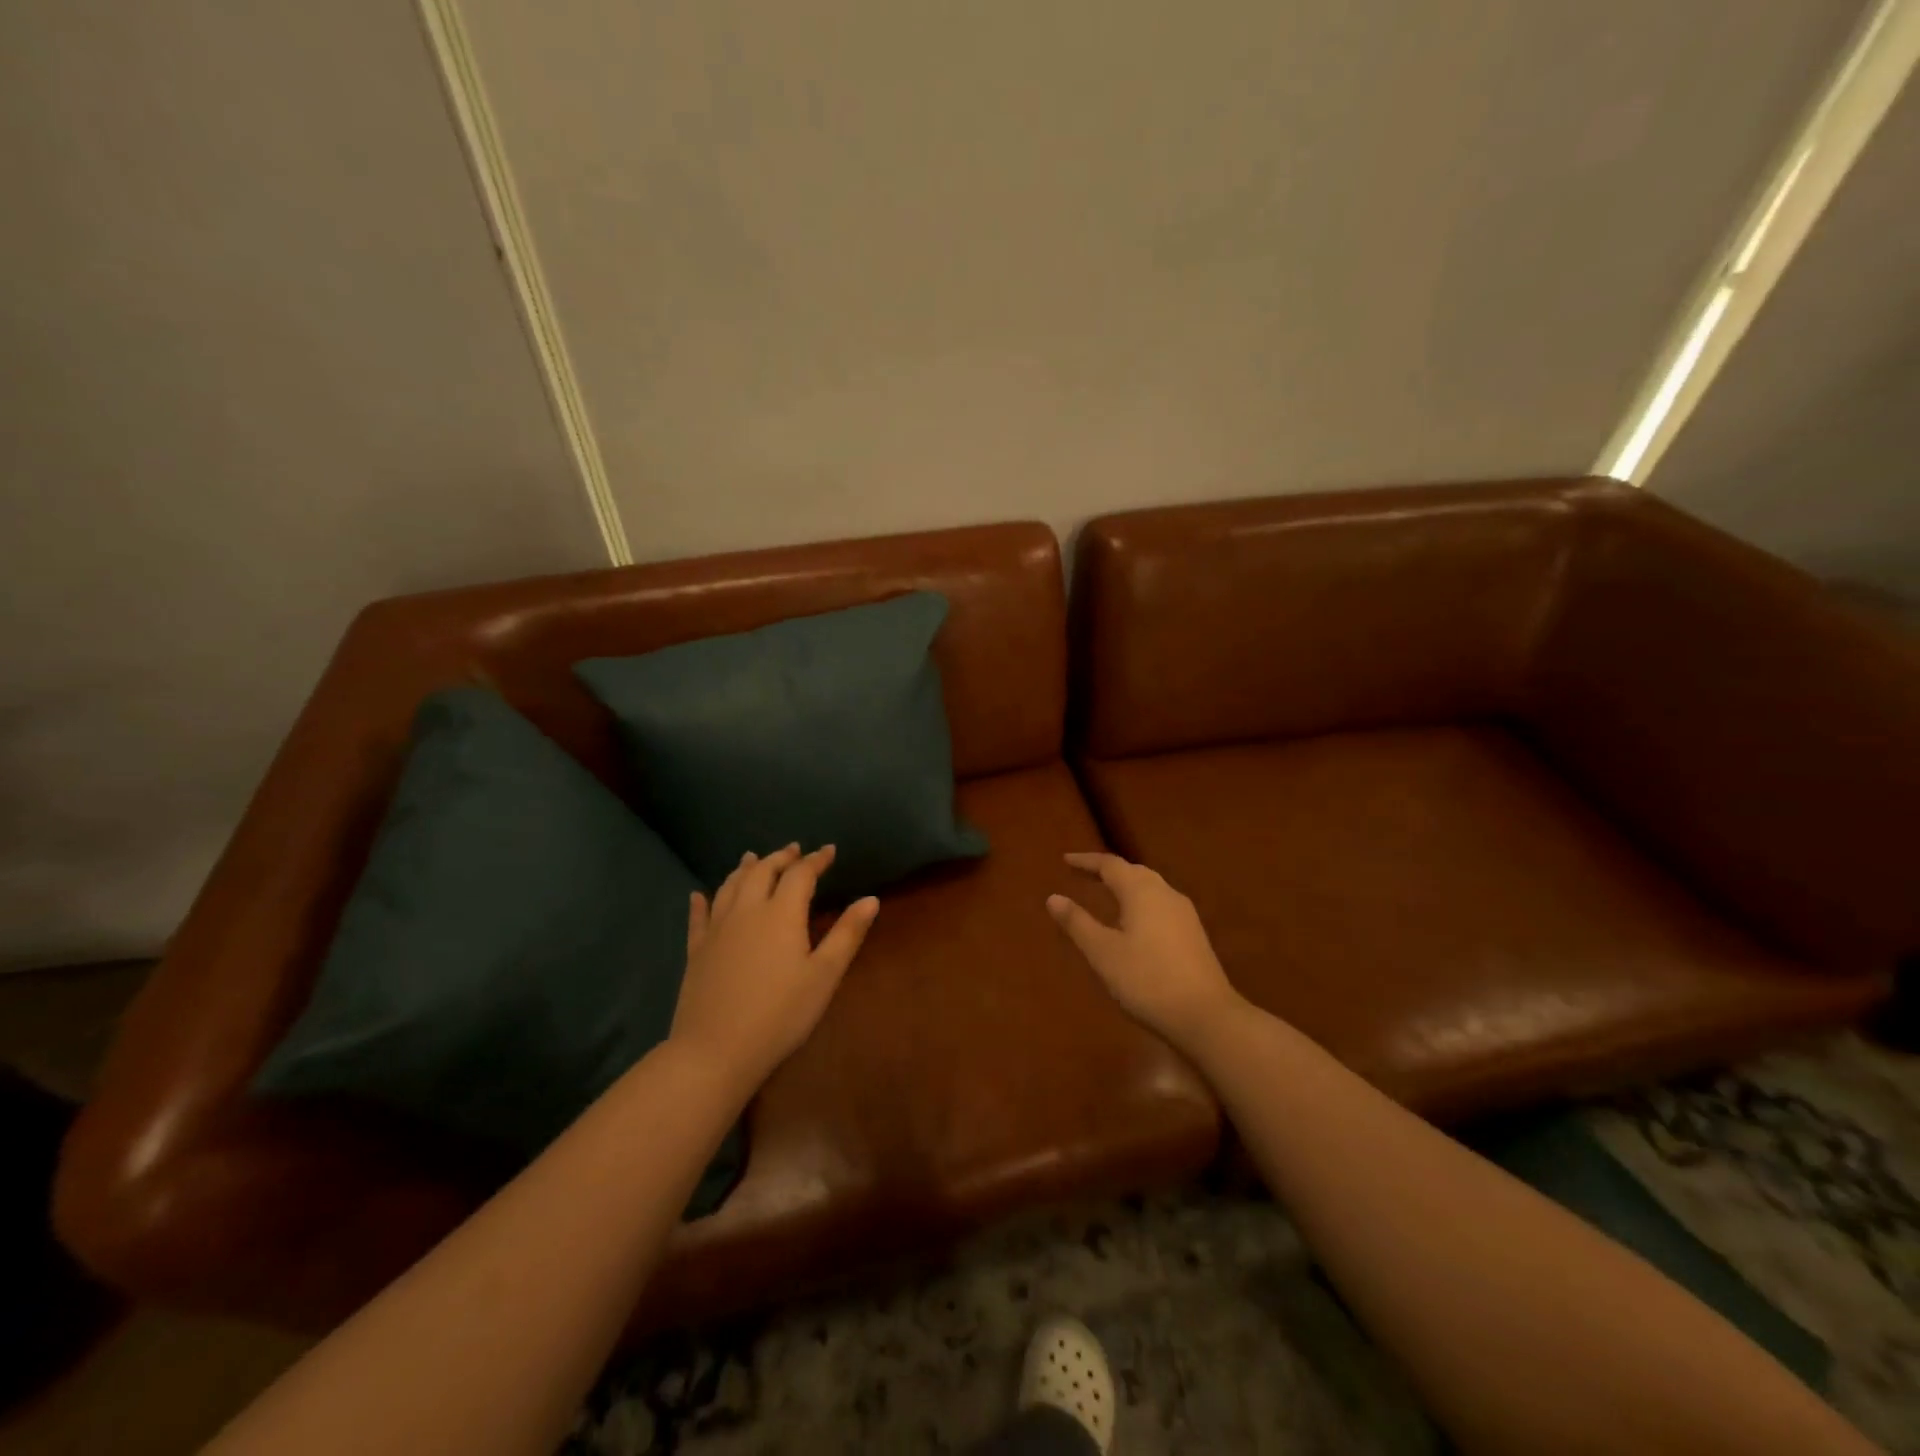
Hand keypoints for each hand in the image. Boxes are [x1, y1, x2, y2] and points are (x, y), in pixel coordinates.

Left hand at [671, 844, 878, 1095]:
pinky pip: (698, 917)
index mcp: (781, 913)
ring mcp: (717, 929)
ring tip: (752, 858)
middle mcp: (747, 910)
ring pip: (730, 886)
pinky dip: (702, 901)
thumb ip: (847, 934)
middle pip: (762, 871)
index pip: (800, 874)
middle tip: (793, 850)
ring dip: (745, 868)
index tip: (829, 851)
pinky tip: (698, 895)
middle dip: (780, 858)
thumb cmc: (780, 1014)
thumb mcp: (824, 975)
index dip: (816, 860)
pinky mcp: (696, 951)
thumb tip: (871, 899)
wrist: (716, 1051)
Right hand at [1047, 852, 1242, 1050]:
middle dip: (1108, 870)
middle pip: (1133, 872)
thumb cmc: (1147, 980)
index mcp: (1141, 892)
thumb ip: (1077, 923)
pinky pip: (1161, 904)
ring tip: (1107, 894)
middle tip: (1084, 874)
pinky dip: (1141, 902)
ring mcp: (1184, 914)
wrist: (1206, 1016)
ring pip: (1151, 887)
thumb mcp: (1103, 953)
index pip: (1110, 865)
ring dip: (1127, 885)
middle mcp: (1165, 893)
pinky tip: (1135, 922)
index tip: (1065, 860)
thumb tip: (1053, 897)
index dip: (1086, 861)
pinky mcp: (1194, 934)